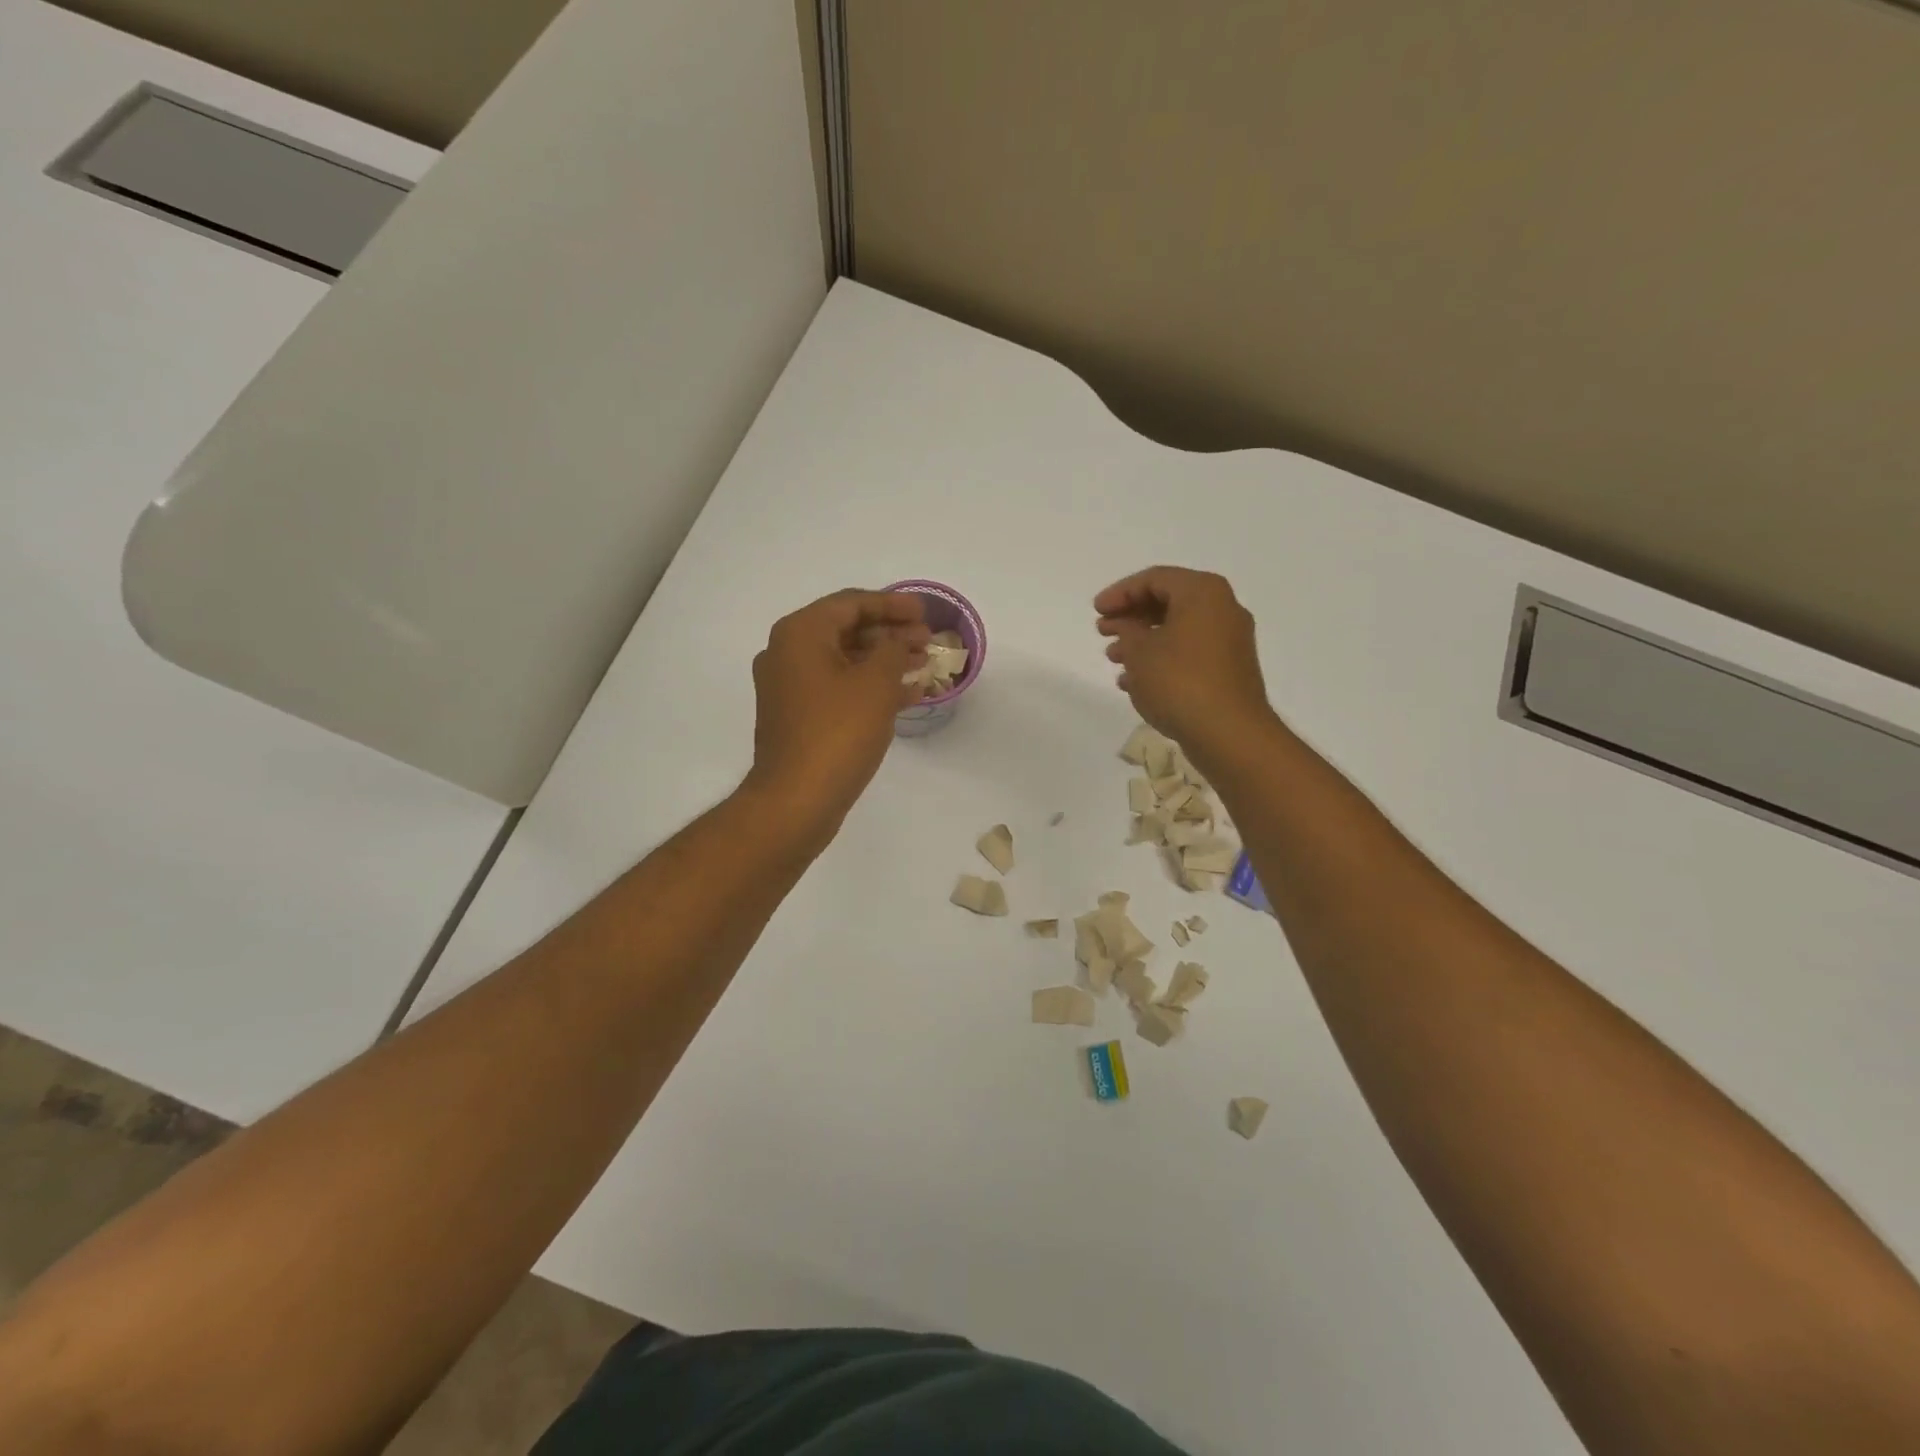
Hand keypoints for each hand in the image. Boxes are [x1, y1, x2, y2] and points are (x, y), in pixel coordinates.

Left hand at [744, 589, 928, 839]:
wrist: (797, 799)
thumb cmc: (838, 732)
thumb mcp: (876, 683)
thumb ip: (894, 650)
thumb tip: (899, 640)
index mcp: (800, 634)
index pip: (851, 603)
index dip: (892, 604)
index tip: (925, 612)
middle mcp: (787, 653)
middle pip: (847, 630)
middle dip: (891, 633)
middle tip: (927, 640)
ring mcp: (789, 687)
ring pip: (845, 661)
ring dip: (884, 660)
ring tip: (923, 665)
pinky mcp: (798, 716)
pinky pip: (838, 688)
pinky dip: (870, 687)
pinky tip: (906, 695)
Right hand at [1095, 567, 1276, 759]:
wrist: (1228, 733)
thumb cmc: (1179, 682)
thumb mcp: (1140, 651)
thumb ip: (1126, 630)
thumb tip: (1126, 626)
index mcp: (1203, 593)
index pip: (1155, 579)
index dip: (1120, 593)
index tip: (1096, 611)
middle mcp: (1222, 609)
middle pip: (1168, 602)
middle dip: (1131, 616)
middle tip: (1102, 631)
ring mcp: (1229, 641)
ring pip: (1177, 630)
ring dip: (1142, 641)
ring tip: (1113, 658)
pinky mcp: (1228, 670)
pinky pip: (1188, 654)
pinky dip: (1161, 660)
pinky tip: (1134, 681)